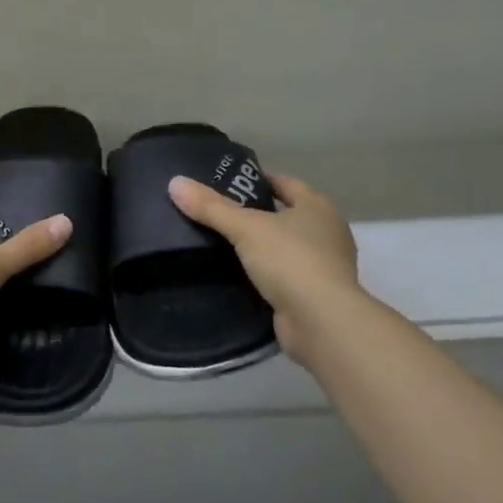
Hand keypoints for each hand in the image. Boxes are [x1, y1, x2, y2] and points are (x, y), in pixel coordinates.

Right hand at [168, 171, 361, 367]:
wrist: (321, 321)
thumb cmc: (290, 261)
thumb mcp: (246, 228)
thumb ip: (211, 207)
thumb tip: (175, 182)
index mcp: (317, 208)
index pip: (287, 184)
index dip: (261, 180)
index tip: (232, 181)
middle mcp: (327, 233)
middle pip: (287, 216)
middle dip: (259, 214)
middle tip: (219, 214)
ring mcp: (324, 267)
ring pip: (286, 248)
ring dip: (262, 248)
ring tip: (223, 245)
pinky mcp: (315, 296)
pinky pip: (284, 277)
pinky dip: (266, 275)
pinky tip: (239, 277)